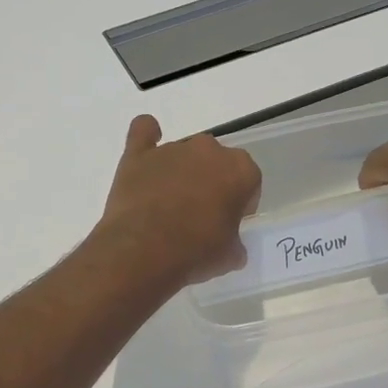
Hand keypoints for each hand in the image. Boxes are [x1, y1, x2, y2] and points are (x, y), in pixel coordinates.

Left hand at [95, 116, 261, 286]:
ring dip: (181, 172)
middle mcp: (209, 150)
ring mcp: (172, 149)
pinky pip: (143, 131)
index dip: (240, 203)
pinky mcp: (139, 154)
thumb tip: (229, 245)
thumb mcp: (229, 256)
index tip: (229, 222)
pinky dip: (147, 136)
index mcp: (240, 169)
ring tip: (167, 205)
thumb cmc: (196, 252)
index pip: (248, 181)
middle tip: (200, 215)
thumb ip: (234, 242)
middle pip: (216, 162)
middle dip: (212, 182)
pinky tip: (147, 150)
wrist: (144, 251)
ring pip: (183, 154)